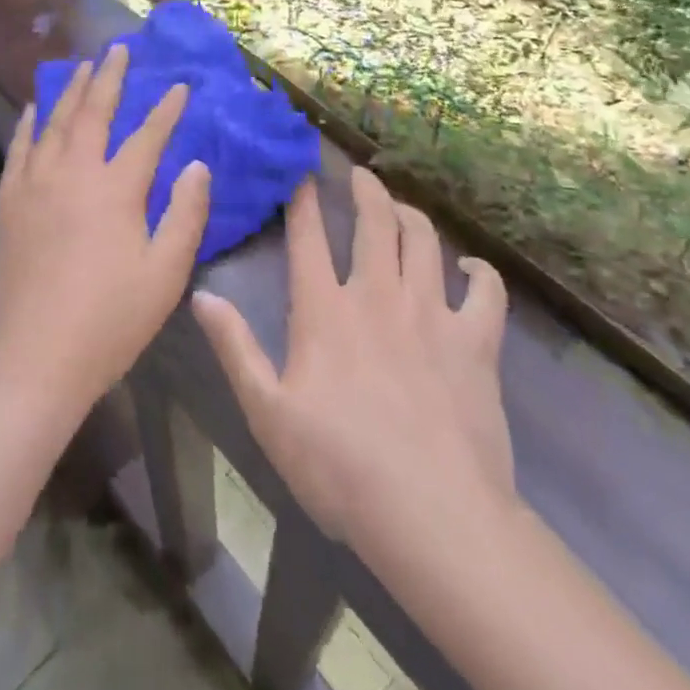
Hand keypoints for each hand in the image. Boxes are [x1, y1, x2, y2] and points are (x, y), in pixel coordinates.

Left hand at [0, 43, 211, 418]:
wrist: (32, 360)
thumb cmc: (109, 321)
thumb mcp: (164, 274)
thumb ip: (186, 215)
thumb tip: (199, 165)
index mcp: (116, 190)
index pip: (148, 135)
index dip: (167, 109)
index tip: (180, 85)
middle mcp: (73, 172)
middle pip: (94, 111)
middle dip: (110, 77)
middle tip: (119, 49)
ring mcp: (35, 183)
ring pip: (55, 121)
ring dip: (71, 90)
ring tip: (82, 65)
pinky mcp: (8, 201)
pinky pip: (19, 148)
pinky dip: (30, 122)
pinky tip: (34, 107)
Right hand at [192, 166, 513, 563]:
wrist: (433, 516)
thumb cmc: (339, 468)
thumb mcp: (267, 413)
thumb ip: (235, 348)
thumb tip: (203, 295)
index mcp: (325, 310)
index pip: (308, 236)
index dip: (302, 199)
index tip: (302, 174)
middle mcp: (378, 295)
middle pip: (374, 221)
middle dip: (366, 189)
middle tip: (360, 174)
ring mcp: (431, 314)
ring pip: (424, 240)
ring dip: (412, 215)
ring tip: (401, 208)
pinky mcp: (476, 342)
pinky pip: (486, 290)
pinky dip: (479, 271)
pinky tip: (469, 267)